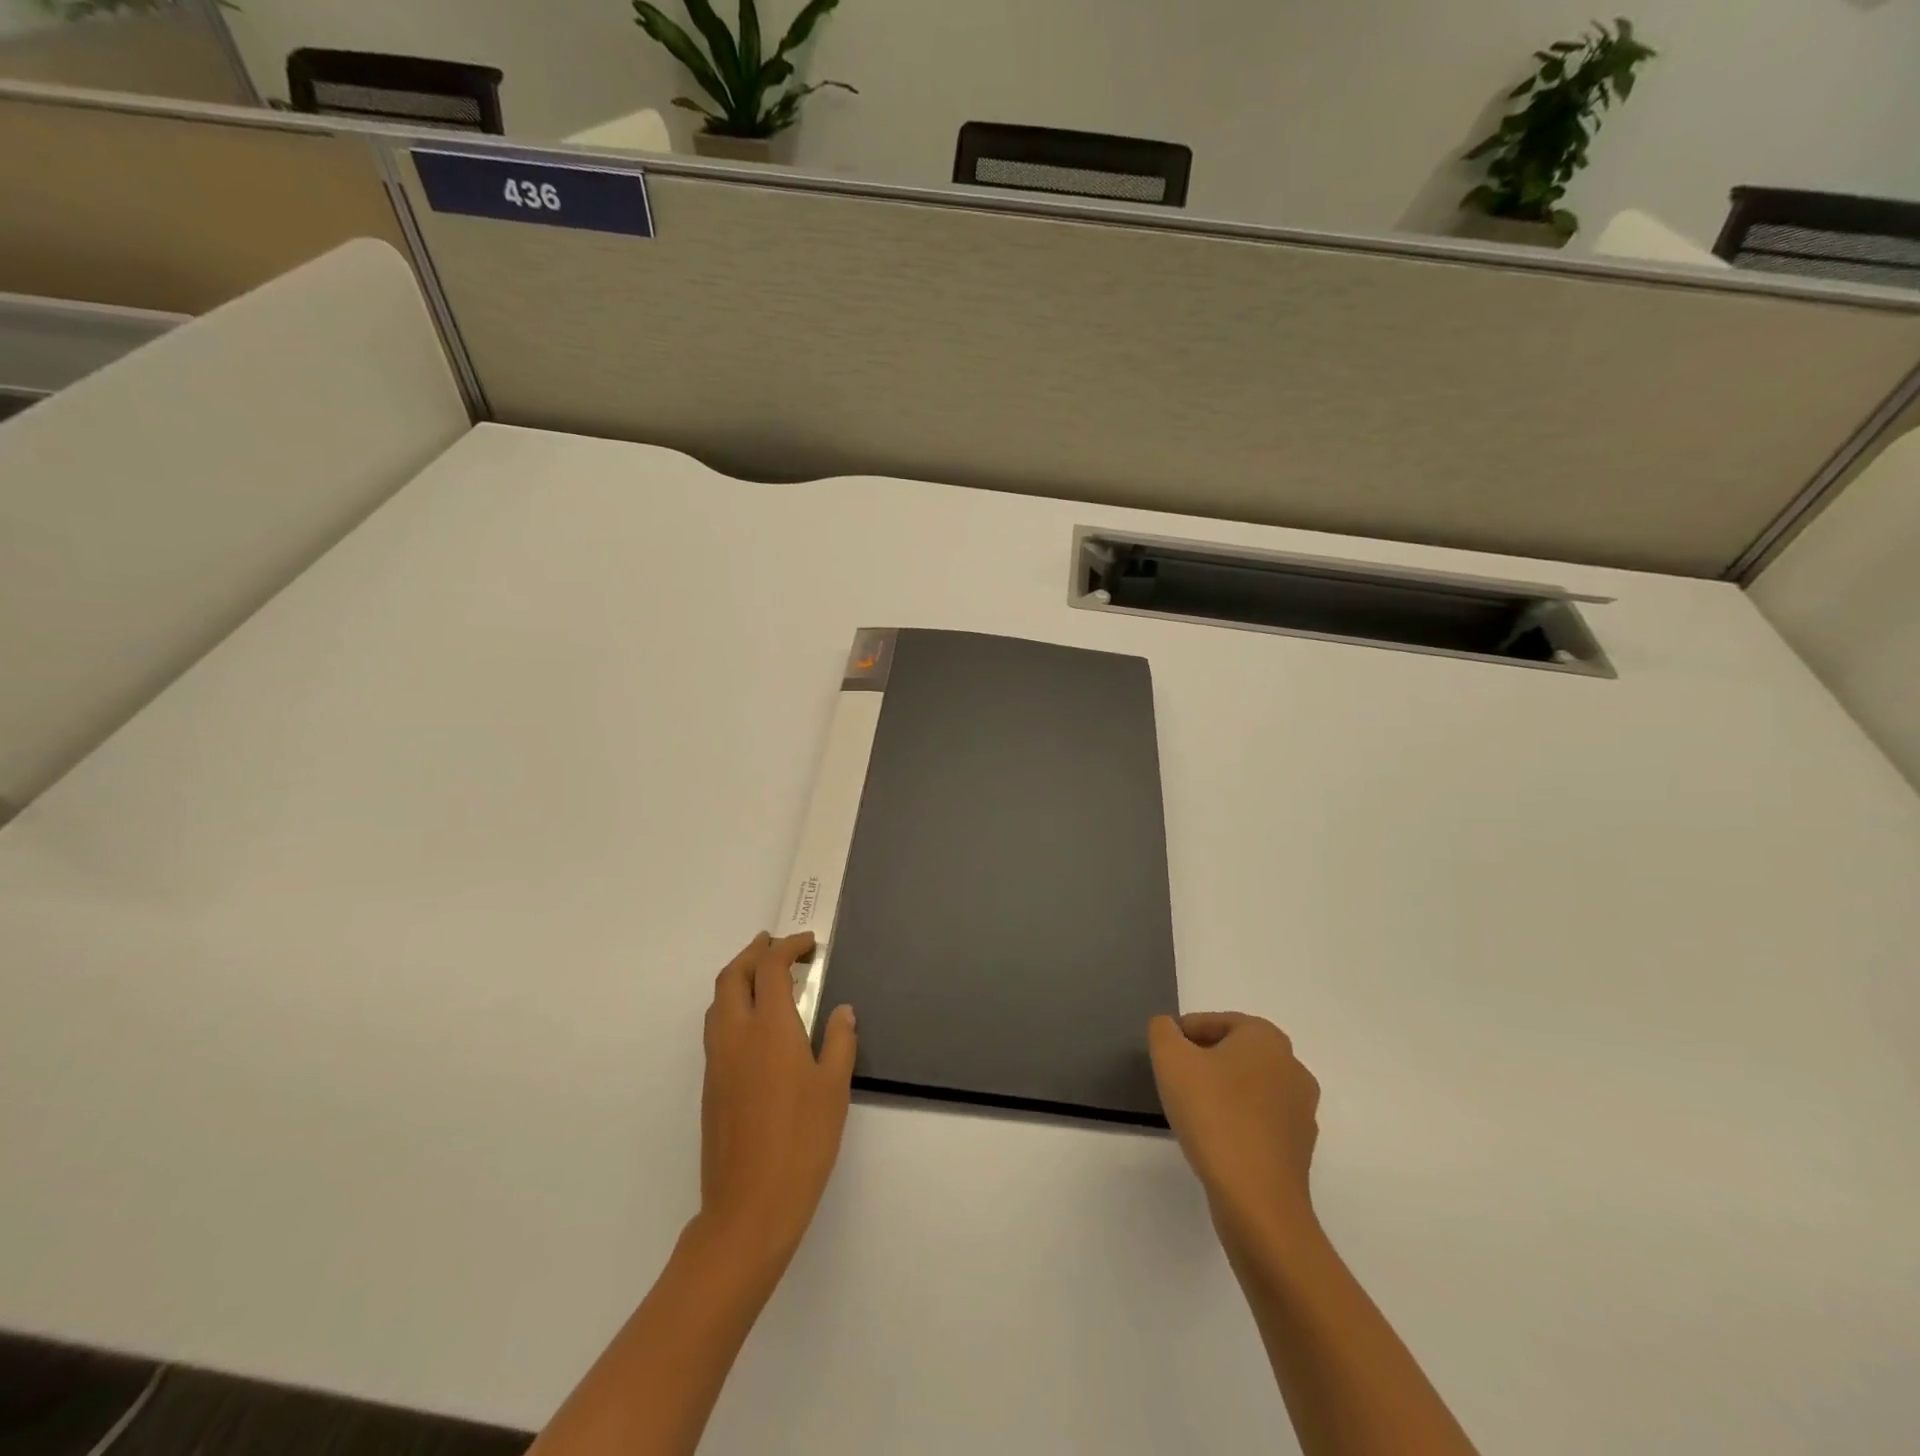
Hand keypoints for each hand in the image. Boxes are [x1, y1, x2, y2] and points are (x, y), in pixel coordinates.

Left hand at [698, 932, 857, 1275]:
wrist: (748, 1207)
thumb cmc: (802, 1143)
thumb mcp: (834, 1088)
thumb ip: (840, 1041)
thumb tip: (842, 1011)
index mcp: (769, 1028)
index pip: (770, 968)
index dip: (788, 947)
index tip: (809, 944)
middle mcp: (735, 1035)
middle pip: (733, 975)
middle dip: (754, 952)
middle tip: (778, 945)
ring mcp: (717, 1061)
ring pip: (718, 1001)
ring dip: (738, 977)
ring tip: (764, 976)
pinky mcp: (710, 1085)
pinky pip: (716, 1027)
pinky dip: (732, 1005)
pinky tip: (755, 1024)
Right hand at [1149, 1012, 1321, 1252]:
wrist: (1257, 1200)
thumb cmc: (1213, 1115)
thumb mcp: (1170, 1059)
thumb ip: (1162, 1031)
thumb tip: (1169, 1028)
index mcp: (1266, 1037)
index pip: (1214, 1022)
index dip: (1182, 1036)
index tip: (1164, 1058)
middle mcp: (1292, 1066)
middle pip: (1234, 1052)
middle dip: (1203, 1062)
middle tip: (1174, 1082)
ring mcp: (1302, 1109)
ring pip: (1248, 1086)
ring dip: (1221, 1092)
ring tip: (1193, 1112)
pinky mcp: (1300, 1147)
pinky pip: (1260, 1120)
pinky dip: (1237, 1121)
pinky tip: (1216, 1139)